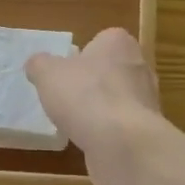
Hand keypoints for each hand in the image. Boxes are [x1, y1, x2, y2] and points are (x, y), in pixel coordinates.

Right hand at [24, 28, 164, 184]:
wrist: (122, 144)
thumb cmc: (85, 96)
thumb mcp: (47, 73)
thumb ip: (39, 64)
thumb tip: (37, 64)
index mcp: (118, 42)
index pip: (100, 40)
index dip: (81, 56)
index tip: (65, 72)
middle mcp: (139, 65)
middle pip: (109, 70)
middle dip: (91, 82)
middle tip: (66, 96)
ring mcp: (147, 99)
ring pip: (117, 98)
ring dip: (99, 109)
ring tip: (75, 122)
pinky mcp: (147, 129)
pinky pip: (122, 124)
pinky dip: (107, 131)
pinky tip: (91, 140)